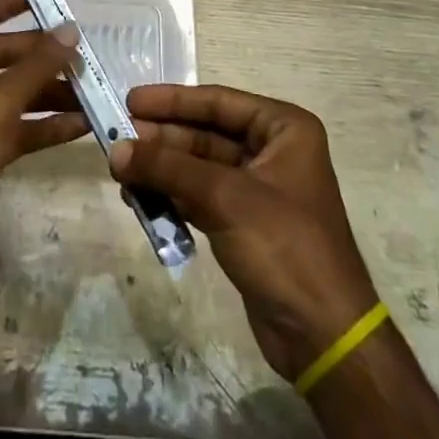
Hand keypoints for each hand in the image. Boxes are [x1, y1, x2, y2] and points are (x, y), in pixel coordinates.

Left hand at [0, 0, 86, 303]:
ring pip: (11, 91)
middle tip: (81, 51)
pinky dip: (45, 124)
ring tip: (90, 89)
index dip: (9, 2)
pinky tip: (82, 125)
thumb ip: (34, 67)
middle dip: (39, 55)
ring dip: (48, 91)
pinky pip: (16, 125)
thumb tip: (70, 31)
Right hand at [111, 85, 377, 381]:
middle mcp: (273, 150)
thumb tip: (115, 150)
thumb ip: (168, 168)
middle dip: (163, 138)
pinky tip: (140, 196)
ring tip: (120, 169)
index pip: (219, 102)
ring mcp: (258, 188)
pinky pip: (201, 195)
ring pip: (200, 165)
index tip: (131, 100)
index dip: (173, 100)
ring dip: (163, 167)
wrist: (323, 337)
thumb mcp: (224, 198)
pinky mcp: (244, 222)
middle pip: (206, 133)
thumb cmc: (284, 246)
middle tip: (116, 137)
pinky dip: (173, 195)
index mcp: (284, 128)